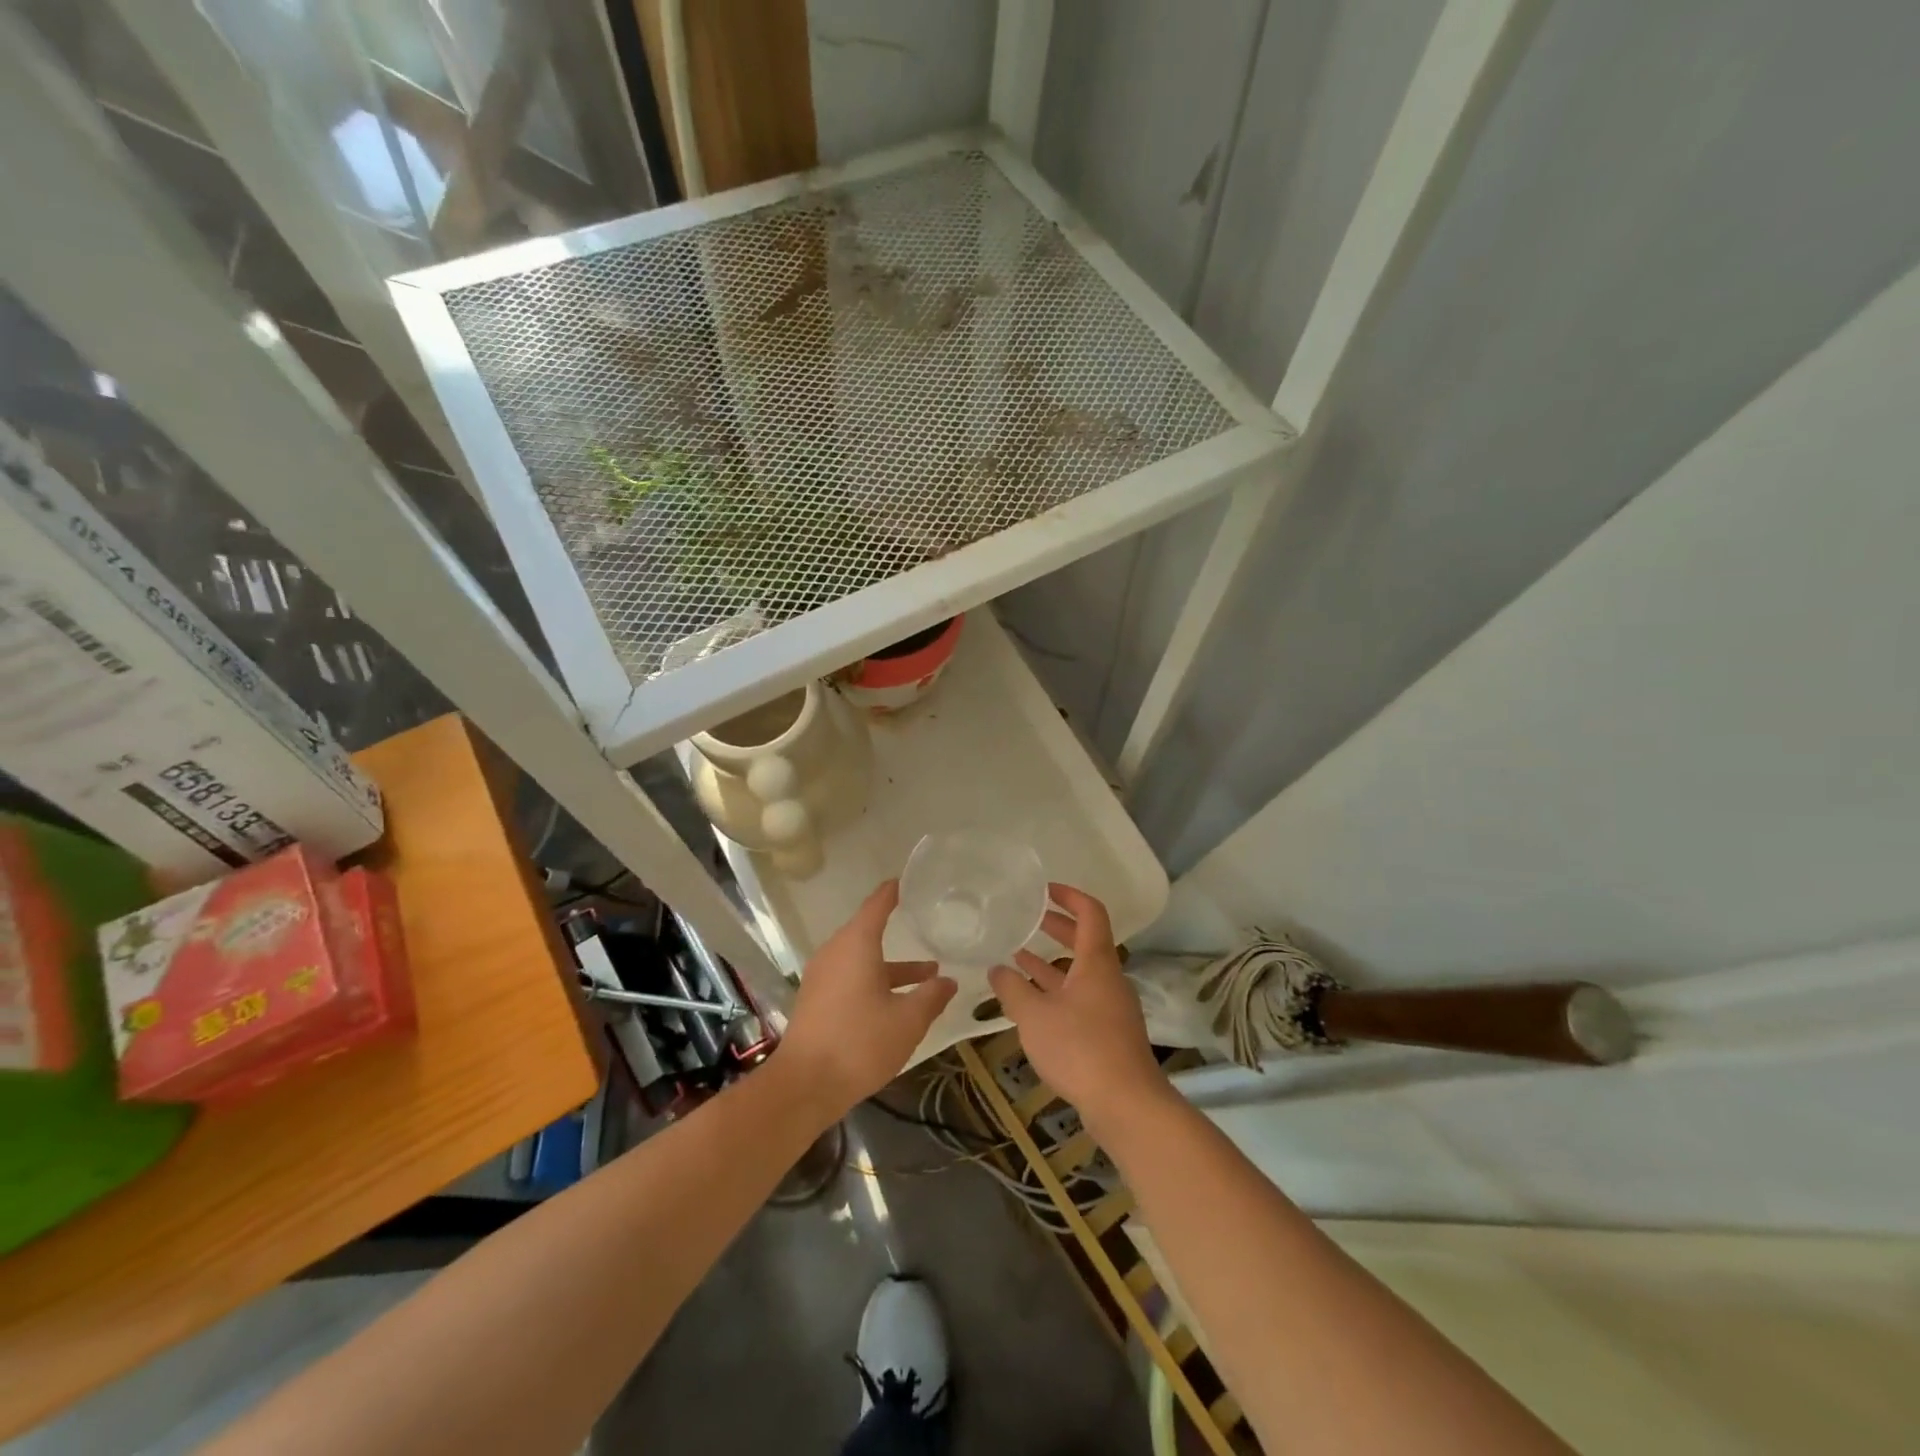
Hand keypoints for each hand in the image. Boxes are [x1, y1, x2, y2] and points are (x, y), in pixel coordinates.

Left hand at [778, 880, 956, 1117]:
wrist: (805, 1085)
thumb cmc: (860, 1043)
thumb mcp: (908, 1021)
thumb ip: (931, 996)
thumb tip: (950, 981)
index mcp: (856, 944)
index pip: (877, 904)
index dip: (893, 892)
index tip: (909, 881)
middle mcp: (835, 952)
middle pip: (869, 932)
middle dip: (899, 931)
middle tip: (928, 926)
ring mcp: (822, 977)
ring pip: (862, 960)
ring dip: (893, 966)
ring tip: (929, 975)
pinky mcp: (817, 1000)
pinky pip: (851, 978)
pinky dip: (875, 980)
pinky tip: (897, 1002)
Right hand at [988, 884, 1168, 1132]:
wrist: (1126, 1104)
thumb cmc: (1080, 1049)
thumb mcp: (1035, 1016)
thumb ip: (1012, 990)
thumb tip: (996, 969)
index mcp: (1096, 963)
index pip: (1091, 913)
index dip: (1070, 896)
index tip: (1045, 890)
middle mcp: (1108, 979)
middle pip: (1085, 941)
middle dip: (1057, 927)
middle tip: (1028, 919)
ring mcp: (1110, 1007)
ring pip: (1080, 973)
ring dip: (1052, 963)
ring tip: (1018, 957)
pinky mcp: (1108, 1034)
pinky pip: (1080, 998)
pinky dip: (1056, 990)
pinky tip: (1032, 1002)